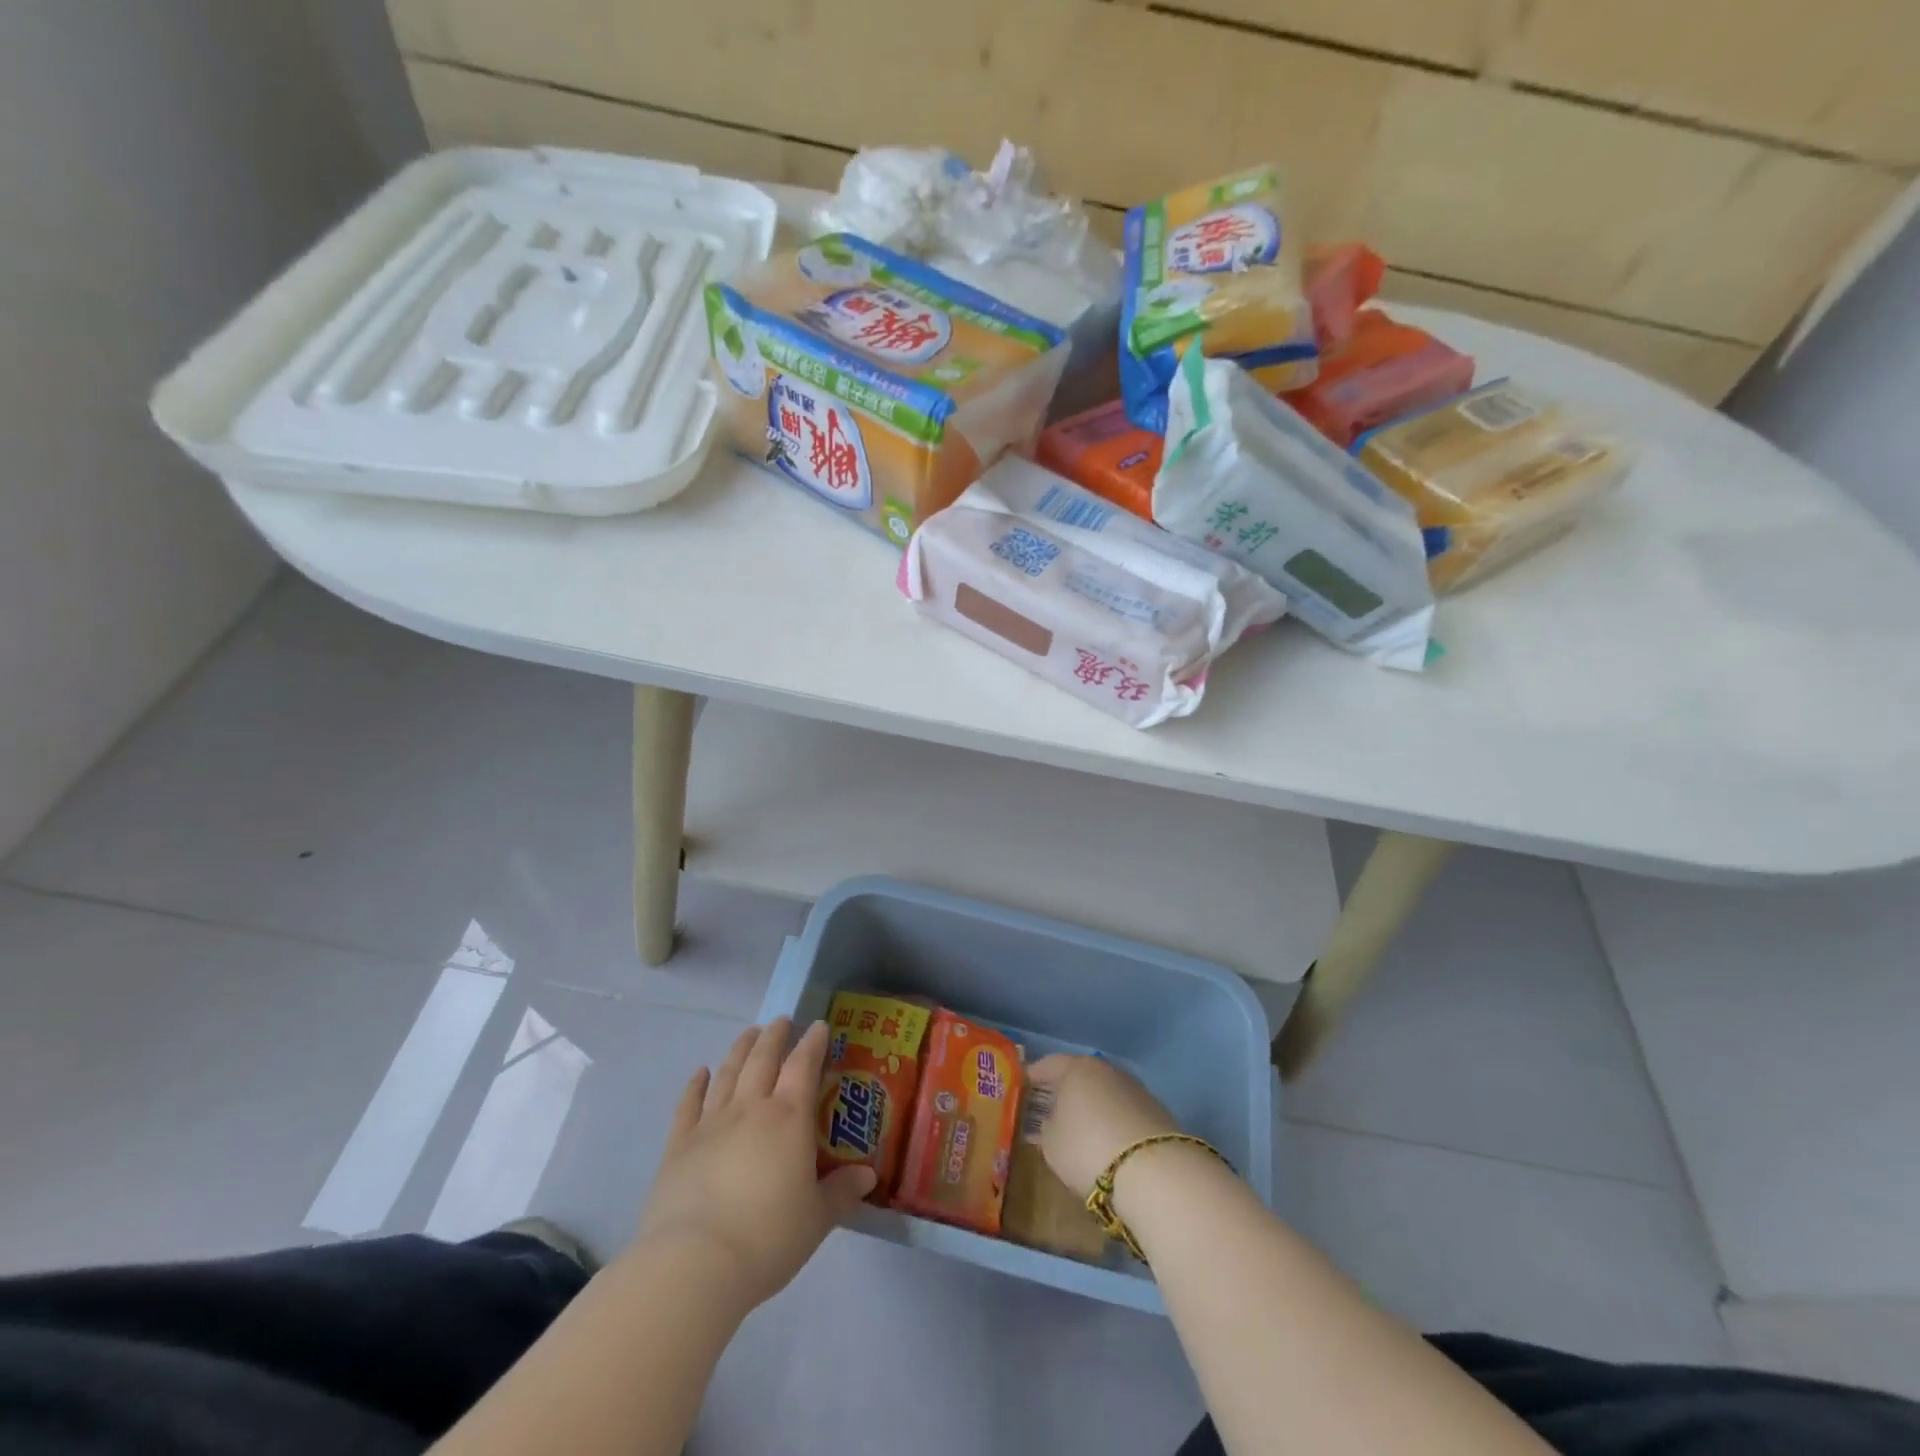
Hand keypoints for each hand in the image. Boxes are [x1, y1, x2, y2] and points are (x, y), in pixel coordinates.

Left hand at [634, 1018, 874, 1311]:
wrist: (695, 1263)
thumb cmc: (767, 1238)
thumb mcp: (816, 1220)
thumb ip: (841, 1192)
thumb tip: (867, 1175)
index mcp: (788, 1118)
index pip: (803, 1066)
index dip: (812, 1043)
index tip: (818, 1026)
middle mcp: (750, 1109)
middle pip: (763, 1059)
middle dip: (775, 1035)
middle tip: (782, 1020)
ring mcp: (710, 1124)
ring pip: (728, 1073)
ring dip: (740, 1049)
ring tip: (749, 1033)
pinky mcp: (678, 1146)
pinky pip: (688, 1104)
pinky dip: (695, 1084)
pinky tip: (700, 1072)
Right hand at [1025, 1053, 1180, 1197]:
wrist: (1153, 1171)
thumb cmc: (1088, 1149)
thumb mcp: (1052, 1145)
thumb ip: (1046, 1128)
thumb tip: (1050, 1122)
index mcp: (1077, 1069)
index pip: (1049, 1065)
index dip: (1034, 1076)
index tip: (1022, 1086)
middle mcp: (1107, 1070)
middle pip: (1080, 1076)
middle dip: (1065, 1091)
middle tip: (1050, 1108)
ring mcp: (1135, 1089)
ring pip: (1105, 1092)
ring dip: (1092, 1106)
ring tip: (1081, 1128)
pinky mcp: (1156, 1111)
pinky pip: (1124, 1111)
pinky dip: (1114, 1121)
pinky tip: (1109, 1141)